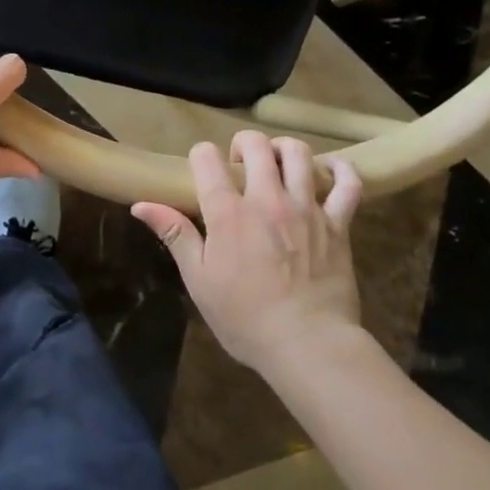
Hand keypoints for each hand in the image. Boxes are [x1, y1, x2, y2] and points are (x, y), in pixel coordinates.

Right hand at [133, 132, 362, 371]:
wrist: (308, 345)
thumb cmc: (245, 318)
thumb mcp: (199, 280)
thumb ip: (175, 235)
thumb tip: (141, 205)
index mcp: (228, 212)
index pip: (207, 158)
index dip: (200, 156)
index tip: (201, 170)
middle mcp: (266, 199)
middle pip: (256, 145)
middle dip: (243, 144)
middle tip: (240, 164)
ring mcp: (306, 208)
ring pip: (299, 154)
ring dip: (285, 149)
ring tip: (278, 163)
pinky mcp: (337, 224)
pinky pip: (348, 186)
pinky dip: (342, 171)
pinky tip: (330, 171)